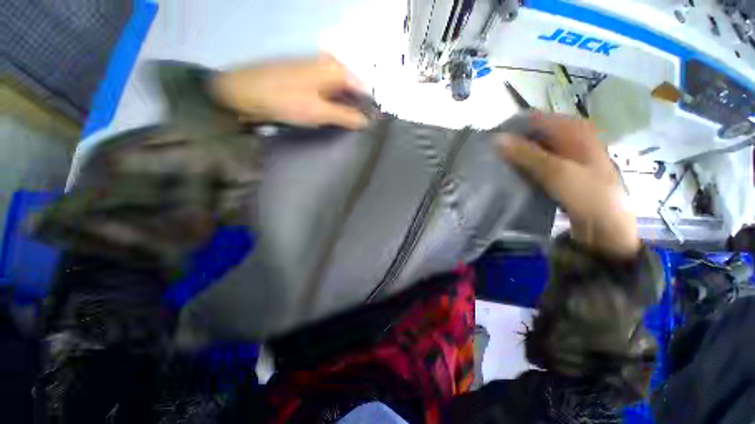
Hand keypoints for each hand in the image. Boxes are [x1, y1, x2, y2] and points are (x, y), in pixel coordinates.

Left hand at [211, 54, 367, 129]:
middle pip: (353, 89)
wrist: (246, 91)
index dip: (370, 107)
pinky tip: (333, 116)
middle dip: (358, 108)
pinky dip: (334, 104)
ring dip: (346, 108)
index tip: (372, 124)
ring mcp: (318, 70)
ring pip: (341, 91)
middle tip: (360, 128)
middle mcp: (330, 64)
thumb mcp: (321, 112)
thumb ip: (347, 117)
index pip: (365, 89)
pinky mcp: (308, 78)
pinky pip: (329, 92)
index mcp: (337, 69)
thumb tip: (367, 122)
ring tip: (348, 125)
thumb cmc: (287, 101)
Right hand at [496, 113, 639, 258]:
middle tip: (491, 154)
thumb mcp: (556, 171)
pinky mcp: (559, 171)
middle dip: (512, 142)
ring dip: (516, 155)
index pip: (536, 118)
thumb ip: (526, 153)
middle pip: (534, 133)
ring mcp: (565, 155)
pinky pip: (535, 162)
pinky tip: (510, 172)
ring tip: (496, 163)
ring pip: (533, 148)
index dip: (513, 127)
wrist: (606, 225)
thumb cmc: (587, 194)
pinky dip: (523, 166)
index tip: (491, 139)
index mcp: (574, 129)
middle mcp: (570, 138)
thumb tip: (496, 139)